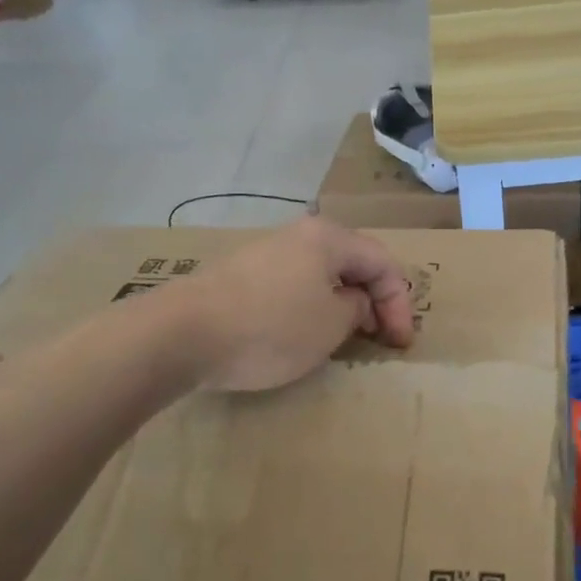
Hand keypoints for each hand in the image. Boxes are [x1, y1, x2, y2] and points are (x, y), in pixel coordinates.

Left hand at [173, 217, 414, 391]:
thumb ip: (357, 310)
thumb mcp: (330, 325)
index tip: (400, 345)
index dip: (399, 304)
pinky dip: (311, 307)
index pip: (382, 263)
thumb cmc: (270, 327)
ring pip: (321, 275)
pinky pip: (292, 286)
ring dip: (342, 305)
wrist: (180, 334)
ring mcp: (266, 253)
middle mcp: (298, 235)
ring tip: (347, 338)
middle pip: (352, 264)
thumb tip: (354, 302)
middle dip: (373, 301)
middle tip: (381, 337)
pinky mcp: (240, 276)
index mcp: (328, 238)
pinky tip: (304, 333)